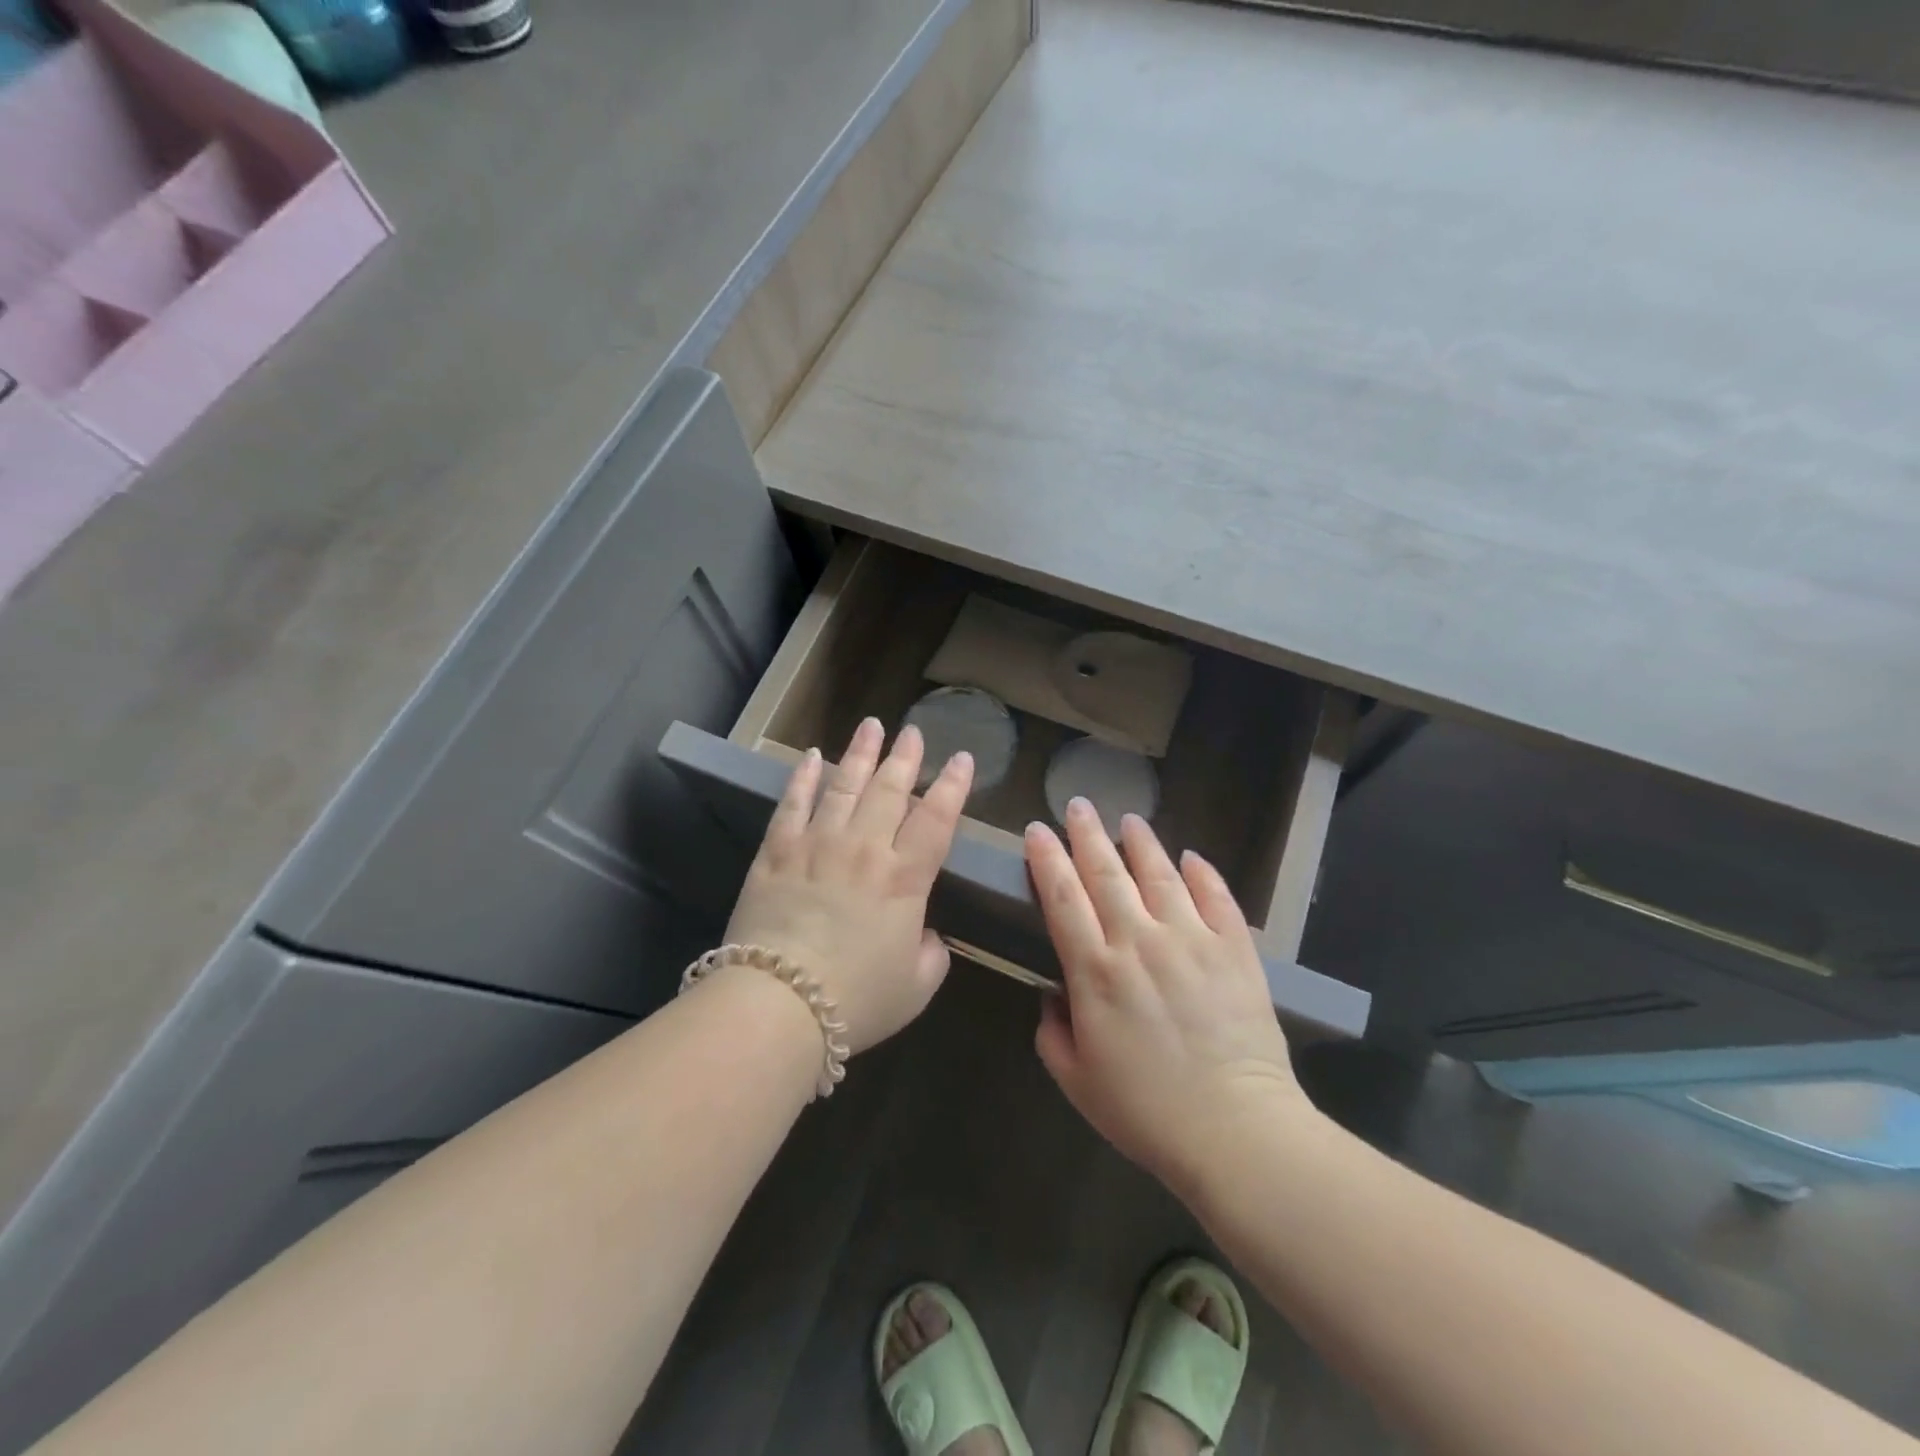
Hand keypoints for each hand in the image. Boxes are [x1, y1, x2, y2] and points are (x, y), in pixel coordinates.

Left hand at [725, 717, 973, 1053]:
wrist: (779, 1004)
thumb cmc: (857, 1000)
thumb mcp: (916, 987)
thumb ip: (932, 953)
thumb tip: (925, 933)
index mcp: (905, 878)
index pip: (937, 819)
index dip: (952, 786)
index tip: (961, 759)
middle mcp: (865, 848)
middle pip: (890, 790)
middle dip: (905, 758)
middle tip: (914, 732)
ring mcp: (817, 845)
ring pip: (844, 786)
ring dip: (860, 754)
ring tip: (872, 726)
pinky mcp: (777, 853)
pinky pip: (792, 804)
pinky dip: (802, 778)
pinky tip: (810, 756)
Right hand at [1027, 800, 1317, 1192]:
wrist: (1236, 1131)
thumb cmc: (1147, 1112)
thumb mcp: (1077, 1081)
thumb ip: (1053, 1033)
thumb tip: (1053, 996)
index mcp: (1095, 971)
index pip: (1062, 897)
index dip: (1046, 859)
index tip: (1037, 830)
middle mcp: (1139, 941)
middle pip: (1106, 873)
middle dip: (1086, 834)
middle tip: (1077, 805)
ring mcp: (1191, 940)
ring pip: (1160, 875)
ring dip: (1141, 843)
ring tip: (1129, 820)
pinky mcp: (1234, 950)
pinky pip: (1216, 898)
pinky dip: (1203, 874)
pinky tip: (1191, 857)